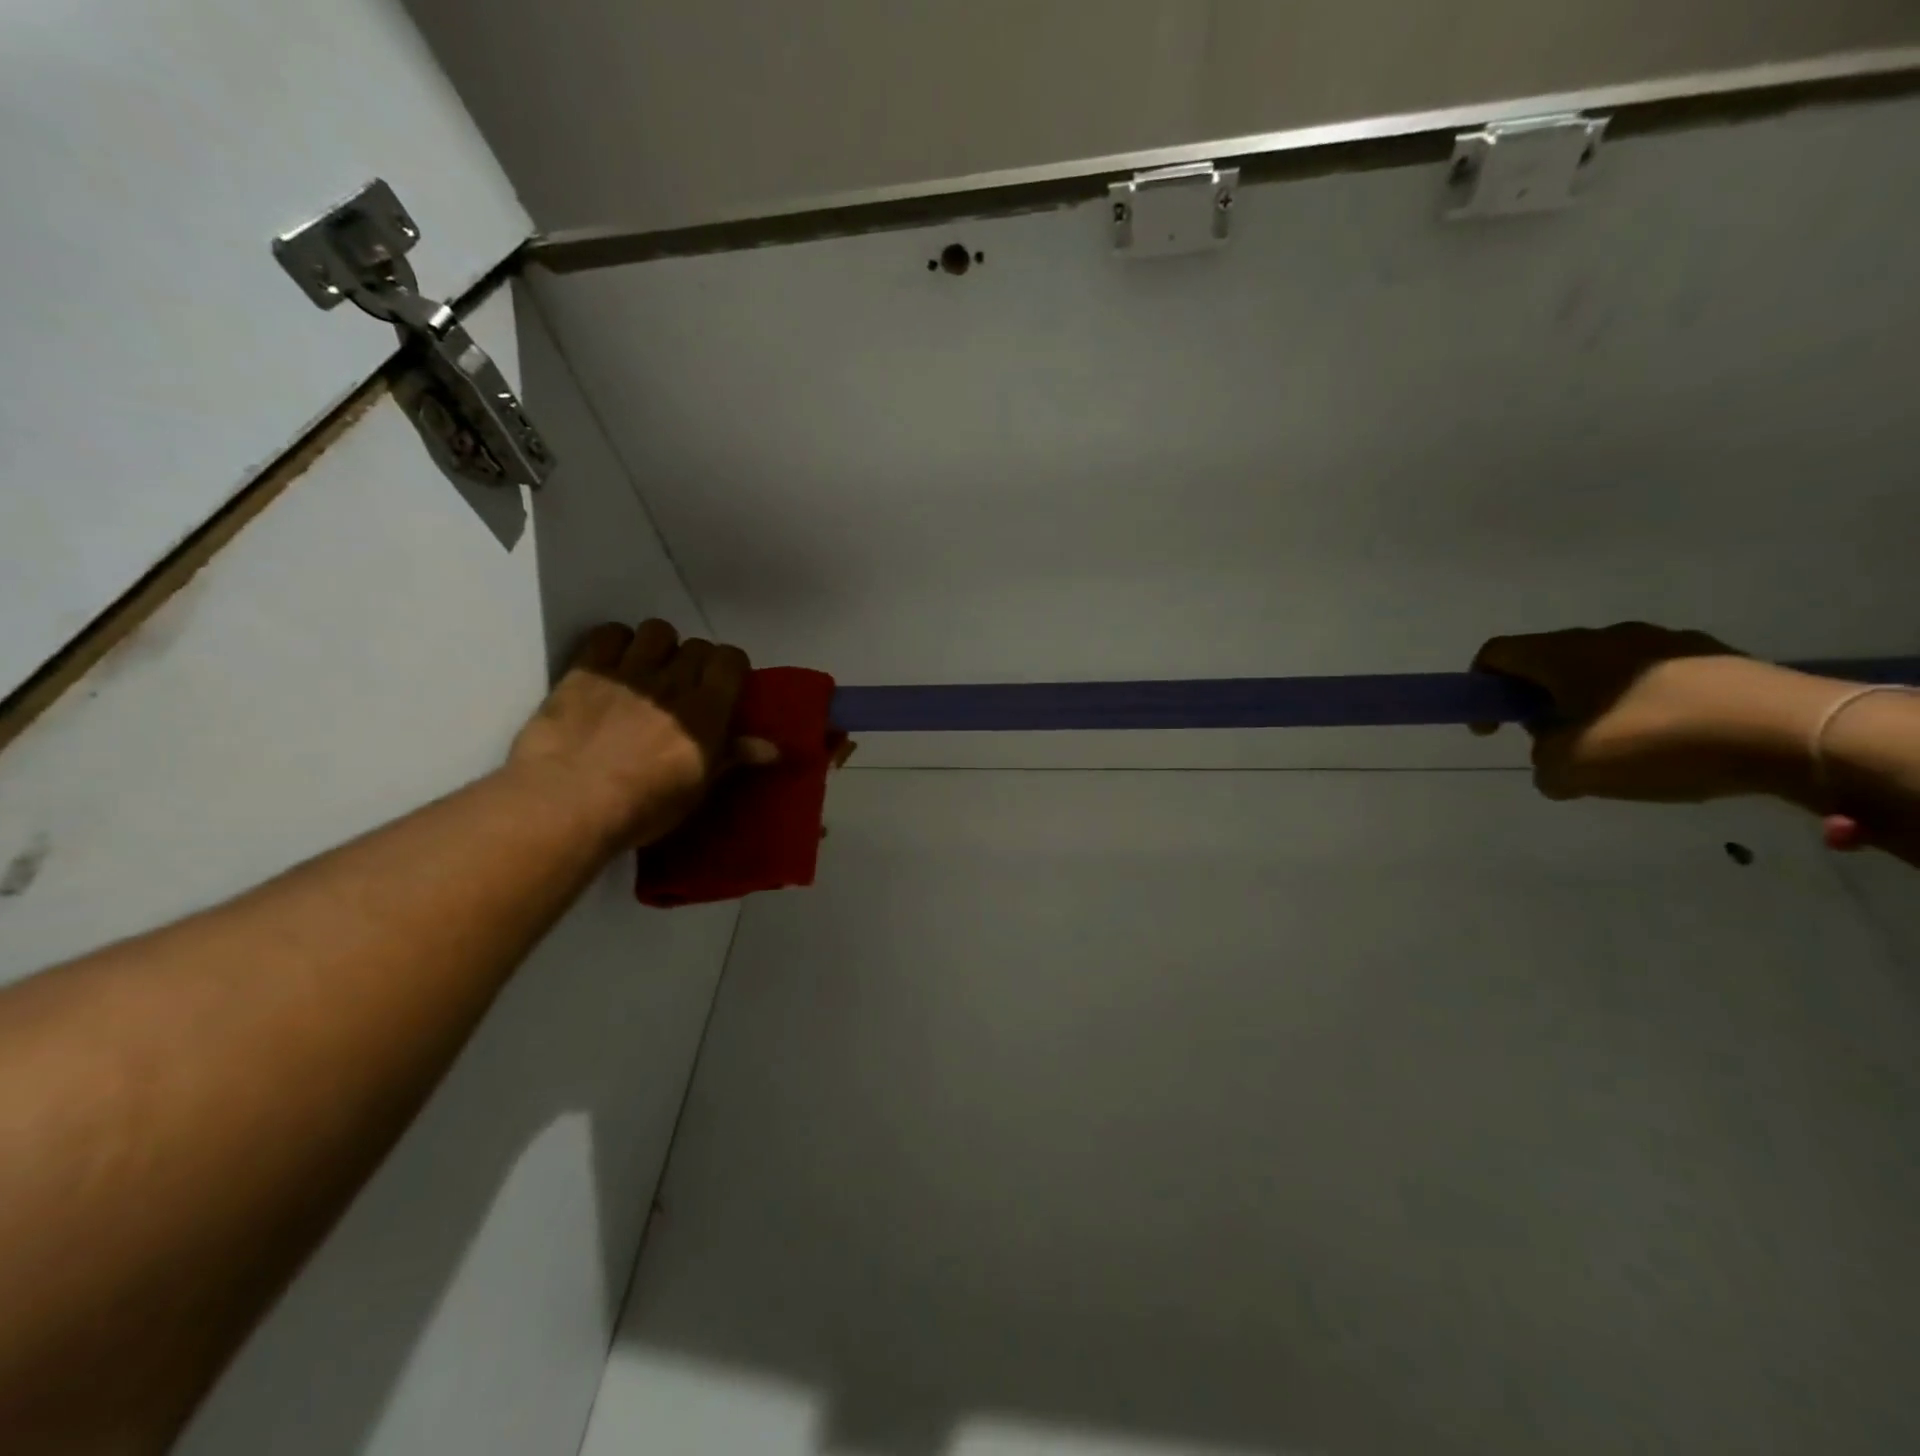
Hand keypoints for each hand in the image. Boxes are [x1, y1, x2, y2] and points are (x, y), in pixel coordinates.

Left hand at [506, 620, 775, 850]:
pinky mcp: (585, 670)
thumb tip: (773, 749)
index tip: (723, 686)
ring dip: (659, 646)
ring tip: (648, 670)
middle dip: (696, 661)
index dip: (730, 667)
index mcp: (706, 711)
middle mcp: (673, 682)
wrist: (566, 804)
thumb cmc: (641, 808)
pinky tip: (612, 664)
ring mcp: (628, 672)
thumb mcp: (695, 790)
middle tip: (685, 687)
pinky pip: (609, 633)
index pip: (731, 659)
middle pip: (697, 646)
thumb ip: (732, 758)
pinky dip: (616, 642)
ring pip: (657, 631)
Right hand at [1470, 622, 1830, 802]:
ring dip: (1591, 707)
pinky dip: (1640, 709)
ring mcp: (1667, 645)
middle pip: (1550, 664)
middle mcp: (1609, 638)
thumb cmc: (1659, 742)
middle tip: (1553, 745)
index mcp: (1565, 654)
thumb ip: (1544, 766)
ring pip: (1603, 673)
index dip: (1480, 688)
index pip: (1498, 653)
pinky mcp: (1715, 661)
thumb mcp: (1574, 769)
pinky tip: (1666, 745)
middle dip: (1539, 703)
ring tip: (1614, 751)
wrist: (1796, 733)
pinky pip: (1653, 682)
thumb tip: (1553, 763)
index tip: (1492, 728)